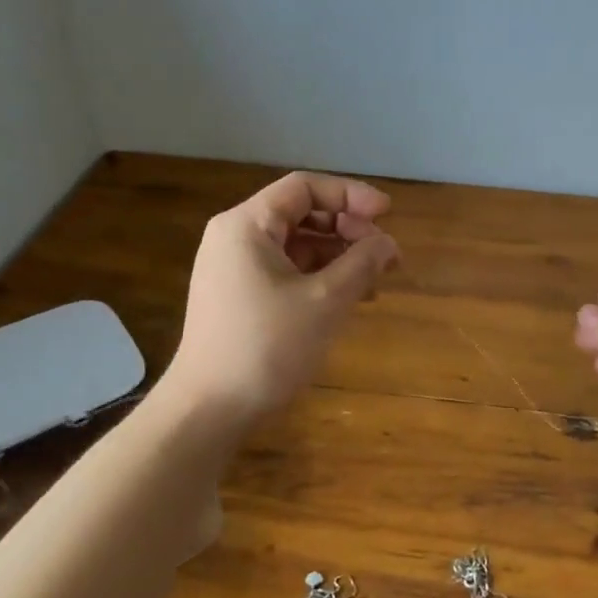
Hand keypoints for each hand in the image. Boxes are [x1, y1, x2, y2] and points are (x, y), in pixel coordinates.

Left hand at [169, 172, 399, 425]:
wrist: (210, 409)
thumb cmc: (267, 347)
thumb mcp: (325, 301)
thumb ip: (362, 263)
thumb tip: (388, 243)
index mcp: (247, 225)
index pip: (304, 188)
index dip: (351, 195)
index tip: (388, 215)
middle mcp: (236, 238)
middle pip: (301, 215)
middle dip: (349, 229)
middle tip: (386, 255)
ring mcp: (235, 270)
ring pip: (297, 246)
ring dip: (339, 256)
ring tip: (376, 280)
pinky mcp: (240, 298)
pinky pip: (287, 272)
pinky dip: (320, 278)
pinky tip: (349, 298)